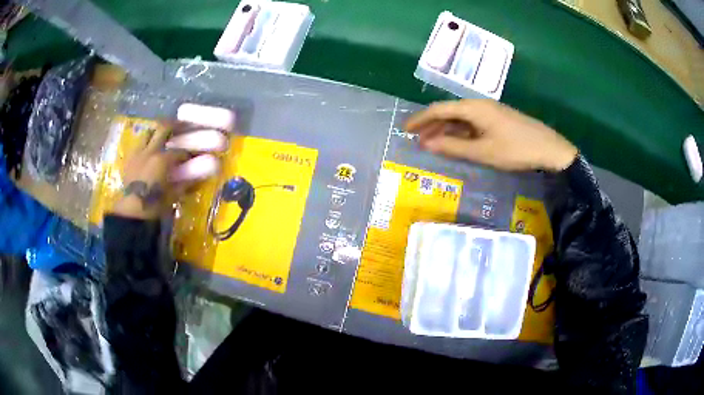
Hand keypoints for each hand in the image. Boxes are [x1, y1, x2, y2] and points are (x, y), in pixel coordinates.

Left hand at [111, 123, 219, 219]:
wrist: (132, 211)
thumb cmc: (154, 205)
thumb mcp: (173, 195)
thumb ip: (186, 183)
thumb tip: (199, 176)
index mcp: (163, 159)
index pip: (181, 150)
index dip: (190, 152)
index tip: (195, 154)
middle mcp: (151, 150)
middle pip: (164, 127)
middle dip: (176, 125)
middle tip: (184, 126)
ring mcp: (138, 152)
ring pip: (149, 132)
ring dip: (158, 132)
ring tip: (164, 136)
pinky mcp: (130, 158)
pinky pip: (139, 144)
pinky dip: (147, 143)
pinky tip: (150, 151)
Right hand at [405, 99, 577, 171]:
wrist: (549, 148)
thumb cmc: (515, 149)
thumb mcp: (483, 151)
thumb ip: (454, 147)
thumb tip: (427, 144)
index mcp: (473, 108)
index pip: (439, 109)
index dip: (420, 119)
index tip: (405, 129)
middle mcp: (479, 105)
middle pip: (449, 112)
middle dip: (431, 125)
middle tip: (416, 139)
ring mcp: (489, 112)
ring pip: (460, 118)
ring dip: (445, 129)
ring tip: (431, 143)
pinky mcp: (497, 120)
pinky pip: (472, 123)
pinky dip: (460, 132)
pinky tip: (456, 142)